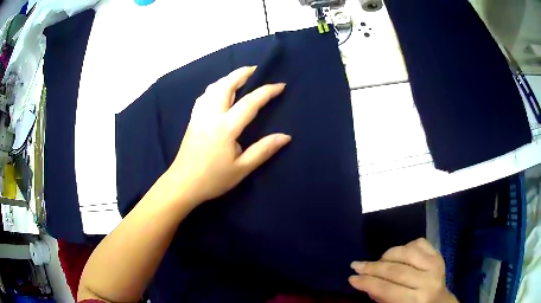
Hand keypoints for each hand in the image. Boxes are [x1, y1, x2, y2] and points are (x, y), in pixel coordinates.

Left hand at [165, 66, 290, 205]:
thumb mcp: (242, 168)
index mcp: (226, 127)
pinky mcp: (193, 119)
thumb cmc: (213, 179)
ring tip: (240, 77)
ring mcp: (199, 115)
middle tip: (256, 69)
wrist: (183, 184)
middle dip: (242, 73)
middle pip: (226, 85)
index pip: (250, 102)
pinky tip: (219, 91)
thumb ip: (263, 150)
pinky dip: (215, 88)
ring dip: (228, 78)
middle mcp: (211, 115)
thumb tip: (286, 136)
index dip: (267, 91)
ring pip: (213, 88)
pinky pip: (204, 96)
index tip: (280, 86)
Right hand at [349, 238, 457, 302]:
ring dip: (387, 255)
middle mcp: (427, 281)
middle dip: (372, 268)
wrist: (440, 301)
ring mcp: (435, 264)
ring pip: (406, 252)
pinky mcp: (438, 253)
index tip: (351, 278)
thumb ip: (381, 297)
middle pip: (395, 270)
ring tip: (377, 261)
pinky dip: (405, 246)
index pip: (387, 289)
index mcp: (416, 299)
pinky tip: (399, 254)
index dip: (367, 283)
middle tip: (356, 265)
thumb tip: (366, 282)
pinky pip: (418, 243)